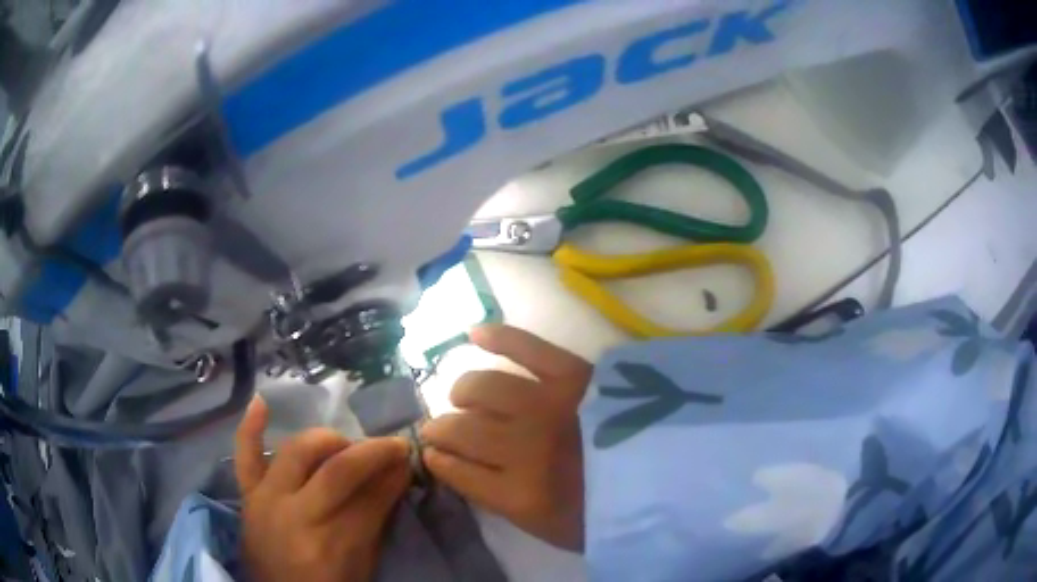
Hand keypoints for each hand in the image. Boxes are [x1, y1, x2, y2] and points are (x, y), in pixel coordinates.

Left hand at [235, 397, 410, 581]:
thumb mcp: (362, 566)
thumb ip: (376, 522)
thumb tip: (396, 477)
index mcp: (332, 545)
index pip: (371, 498)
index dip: (394, 474)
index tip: (409, 458)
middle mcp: (297, 516)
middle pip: (337, 470)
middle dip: (371, 453)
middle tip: (392, 447)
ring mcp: (267, 500)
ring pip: (297, 451)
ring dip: (328, 440)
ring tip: (345, 444)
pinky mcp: (248, 495)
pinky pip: (244, 455)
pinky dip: (250, 427)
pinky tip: (260, 401)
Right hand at [421, 325, 590, 551]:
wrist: (671, 478)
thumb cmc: (607, 510)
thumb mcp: (548, 526)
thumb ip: (501, 499)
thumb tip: (463, 467)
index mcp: (521, 495)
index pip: (455, 469)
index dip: (438, 460)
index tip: (433, 454)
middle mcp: (524, 449)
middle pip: (460, 430)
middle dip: (439, 429)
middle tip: (440, 428)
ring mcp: (549, 406)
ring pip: (481, 388)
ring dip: (463, 392)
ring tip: (463, 396)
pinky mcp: (575, 374)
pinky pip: (527, 347)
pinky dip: (498, 337)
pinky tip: (475, 334)